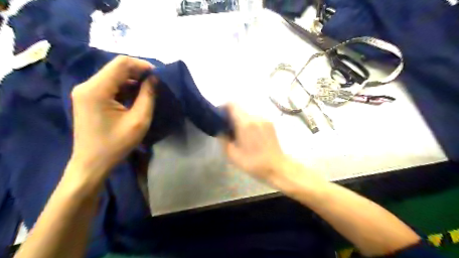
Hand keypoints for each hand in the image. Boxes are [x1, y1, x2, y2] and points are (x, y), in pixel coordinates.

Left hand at [69, 55, 156, 179]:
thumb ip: (148, 96)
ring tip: (148, 90)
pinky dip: (125, 88)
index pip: (121, 63)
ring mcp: (85, 91)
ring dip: (132, 80)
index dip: (142, 65)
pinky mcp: (88, 98)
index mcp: (96, 89)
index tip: (158, 75)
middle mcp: (87, 85)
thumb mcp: (139, 120)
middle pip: (116, 68)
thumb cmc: (116, 144)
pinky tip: (136, 97)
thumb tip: (154, 78)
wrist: (92, 163)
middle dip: (138, 72)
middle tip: (156, 83)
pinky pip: (109, 85)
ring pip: (113, 76)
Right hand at [221, 103, 286, 179]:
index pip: (232, 104)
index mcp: (245, 123)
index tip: (219, 117)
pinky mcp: (270, 124)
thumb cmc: (253, 163)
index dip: (223, 107)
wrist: (277, 168)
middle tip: (228, 130)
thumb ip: (223, 139)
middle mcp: (256, 117)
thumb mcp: (232, 154)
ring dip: (241, 121)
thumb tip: (220, 130)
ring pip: (248, 115)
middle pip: (240, 109)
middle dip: (231, 117)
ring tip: (240, 135)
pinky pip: (256, 119)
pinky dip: (249, 124)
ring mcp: (265, 119)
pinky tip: (250, 137)